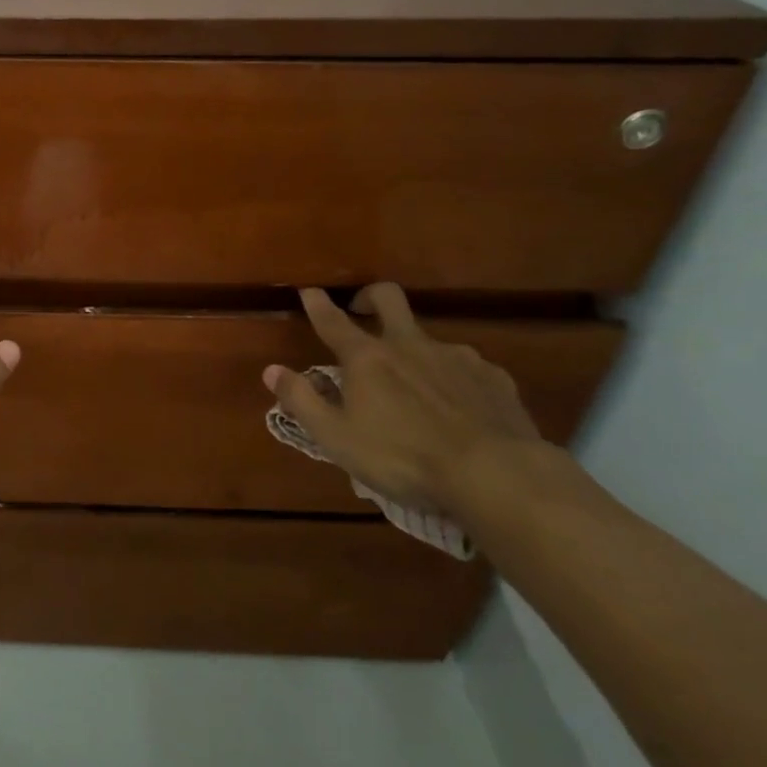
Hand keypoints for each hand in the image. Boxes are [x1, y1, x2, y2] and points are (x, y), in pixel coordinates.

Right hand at [264, 284, 545, 510]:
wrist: (495, 474)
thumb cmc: (403, 457)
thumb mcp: (337, 437)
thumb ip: (302, 400)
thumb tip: (271, 370)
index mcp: (367, 358)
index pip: (333, 321)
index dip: (317, 304)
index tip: (308, 291)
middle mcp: (410, 345)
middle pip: (388, 299)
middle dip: (370, 297)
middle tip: (362, 308)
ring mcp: (456, 357)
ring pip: (430, 338)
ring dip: (416, 350)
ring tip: (416, 383)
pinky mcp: (494, 378)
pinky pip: (467, 368)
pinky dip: (454, 378)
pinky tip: (459, 406)